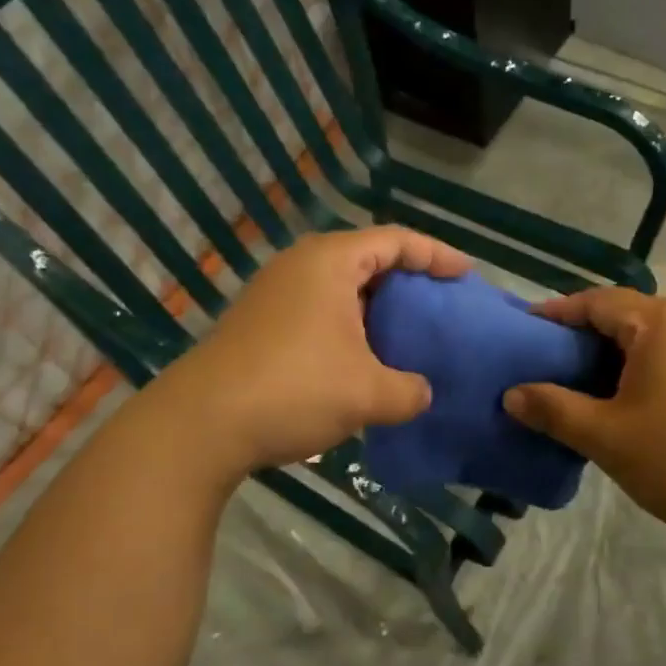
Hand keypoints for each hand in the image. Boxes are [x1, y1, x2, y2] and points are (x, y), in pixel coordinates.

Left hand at [153, 227, 468, 479]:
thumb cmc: (294, 389)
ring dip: (377, 308)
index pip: (395, 240)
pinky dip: (350, 327)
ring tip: (409, 333)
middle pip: (367, 258)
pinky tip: (364, 360)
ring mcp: (275, 294)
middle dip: (408, 280)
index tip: (466, 274)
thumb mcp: (367, 393)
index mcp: (330, 262)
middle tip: (441, 303)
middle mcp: (301, 266)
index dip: (436, 254)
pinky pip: (320, 311)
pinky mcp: (260, 324)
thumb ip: (409, 391)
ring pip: (341, 288)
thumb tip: (421, 393)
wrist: (200, 425)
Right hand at [503, 288, 665, 545]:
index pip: (597, 301)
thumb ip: (554, 409)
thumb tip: (513, 394)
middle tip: (553, 365)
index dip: (557, 313)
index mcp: (663, 321)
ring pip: (658, 337)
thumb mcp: (608, 437)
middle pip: (629, 315)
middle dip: (588, 337)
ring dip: (622, 356)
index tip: (525, 330)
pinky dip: (653, 368)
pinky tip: (641, 403)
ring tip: (591, 388)